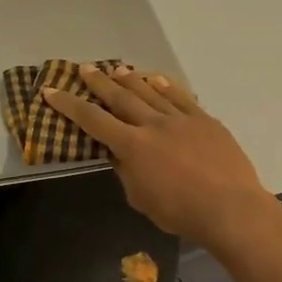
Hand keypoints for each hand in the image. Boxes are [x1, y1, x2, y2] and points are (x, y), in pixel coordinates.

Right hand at [42, 66, 275, 249]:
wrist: (229, 207)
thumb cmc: (180, 212)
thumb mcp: (141, 199)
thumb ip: (127, 173)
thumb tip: (119, 156)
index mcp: (132, 146)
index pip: (93, 120)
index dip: (69, 105)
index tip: (51, 91)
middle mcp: (153, 124)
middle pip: (120, 97)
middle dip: (99, 83)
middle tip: (84, 69)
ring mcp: (181, 119)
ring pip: (150, 92)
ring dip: (131, 79)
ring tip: (116, 69)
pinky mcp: (205, 120)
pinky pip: (181, 97)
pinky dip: (166, 86)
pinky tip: (156, 79)